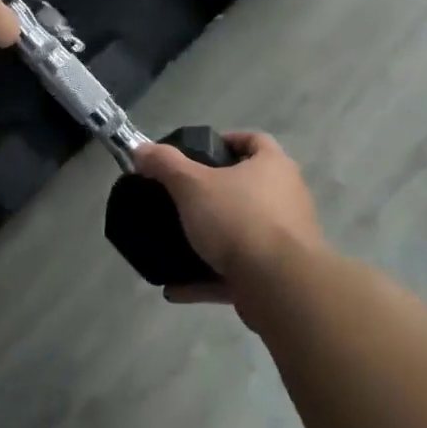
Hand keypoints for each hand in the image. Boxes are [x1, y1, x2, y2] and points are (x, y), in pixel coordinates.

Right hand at [130, 131, 331, 315]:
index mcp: (273, 166)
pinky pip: (237, 272)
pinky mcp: (277, 276)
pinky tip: (176, 287)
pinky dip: (208, 278)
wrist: (279, 285)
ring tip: (176, 242)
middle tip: (183, 197)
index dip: (227, 141)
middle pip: (248, 187)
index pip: (254, 140)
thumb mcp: (192, 184)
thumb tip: (140, 149)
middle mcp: (286, 197)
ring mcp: (285, 240)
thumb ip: (165, 164)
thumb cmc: (238, 218)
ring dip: (210, 240)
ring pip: (241, 232)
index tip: (199, 152)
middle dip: (215, 193)